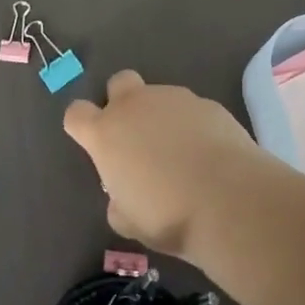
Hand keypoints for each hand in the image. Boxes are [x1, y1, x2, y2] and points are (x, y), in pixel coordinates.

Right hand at [62, 71, 265, 258]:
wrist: (228, 198)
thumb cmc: (168, 215)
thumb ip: (119, 201)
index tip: (93, 143)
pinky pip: (191, 110)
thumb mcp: (130, 221)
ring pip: (159, 97)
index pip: (76, 113)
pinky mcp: (206, 103)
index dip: (81, 125)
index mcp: (107, 133)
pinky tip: (208, 155)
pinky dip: (193, 126)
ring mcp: (173, 98)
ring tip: (181, 155)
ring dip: (162, 118)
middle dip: (122, 101)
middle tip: (136, 136)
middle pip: (118, 83)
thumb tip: (123, 196)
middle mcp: (136, 105)